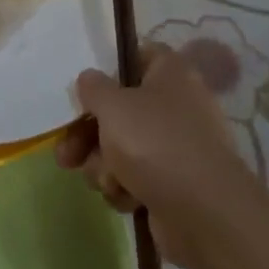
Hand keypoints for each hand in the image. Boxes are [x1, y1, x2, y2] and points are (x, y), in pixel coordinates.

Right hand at [58, 44, 245, 261]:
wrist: (202, 212)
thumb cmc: (155, 143)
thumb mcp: (113, 105)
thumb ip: (93, 87)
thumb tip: (89, 79)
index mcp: (170, 73)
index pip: (138, 56)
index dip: (110, 70)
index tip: (86, 90)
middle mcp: (176, 105)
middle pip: (120, 110)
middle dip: (88, 135)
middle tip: (66, 154)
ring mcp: (176, 147)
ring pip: (121, 148)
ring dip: (103, 165)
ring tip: (106, 180)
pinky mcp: (173, 183)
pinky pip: (135, 178)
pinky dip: (125, 187)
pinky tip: (126, 198)